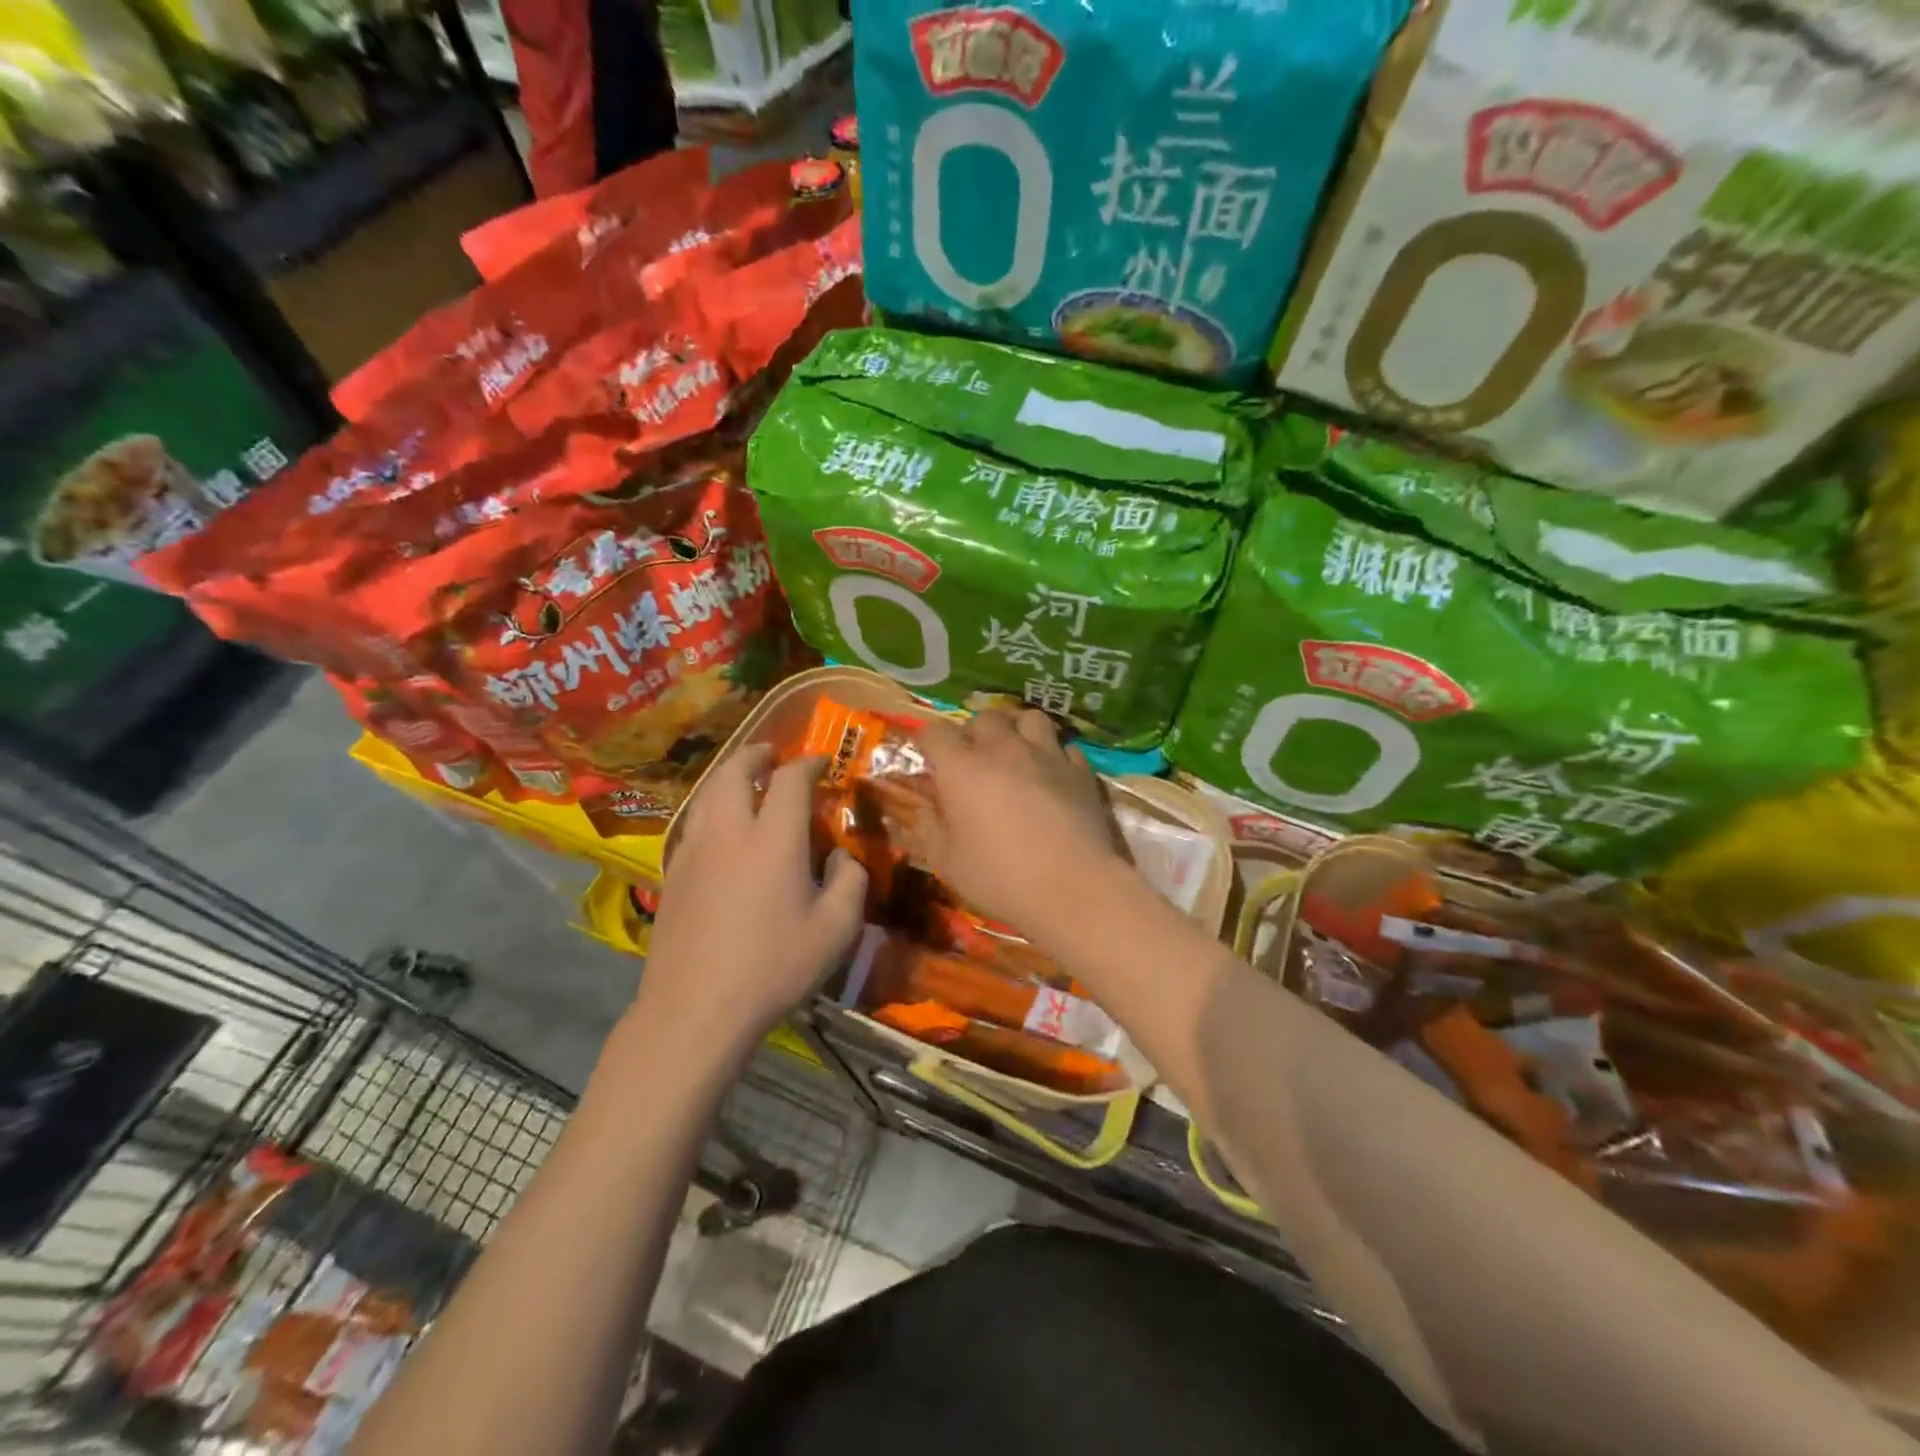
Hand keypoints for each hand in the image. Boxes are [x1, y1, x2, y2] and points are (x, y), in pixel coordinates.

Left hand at [637, 748, 866, 1047]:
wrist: (696, 1009)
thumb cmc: (773, 967)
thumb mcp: (836, 929)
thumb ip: (849, 881)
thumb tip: (841, 857)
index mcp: (773, 839)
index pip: (790, 780)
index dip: (809, 763)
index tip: (823, 763)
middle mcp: (729, 832)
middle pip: (735, 772)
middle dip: (756, 755)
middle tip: (772, 755)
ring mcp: (694, 851)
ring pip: (707, 793)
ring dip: (729, 777)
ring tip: (745, 781)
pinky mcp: (673, 874)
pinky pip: (694, 822)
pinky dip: (711, 807)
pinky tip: (721, 828)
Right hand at [909, 710, 1123, 930]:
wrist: (1074, 888)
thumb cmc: (1001, 878)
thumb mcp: (947, 863)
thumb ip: (930, 828)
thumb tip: (924, 808)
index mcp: (962, 768)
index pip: (934, 732)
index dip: (928, 743)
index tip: (929, 760)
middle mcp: (1003, 749)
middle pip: (983, 718)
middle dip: (973, 733)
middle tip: (973, 761)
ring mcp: (1046, 755)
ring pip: (1029, 718)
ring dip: (1017, 730)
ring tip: (1016, 754)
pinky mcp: (1080, 769)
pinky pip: (1064, 746)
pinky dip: (1054, 755)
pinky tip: (1052, 775)